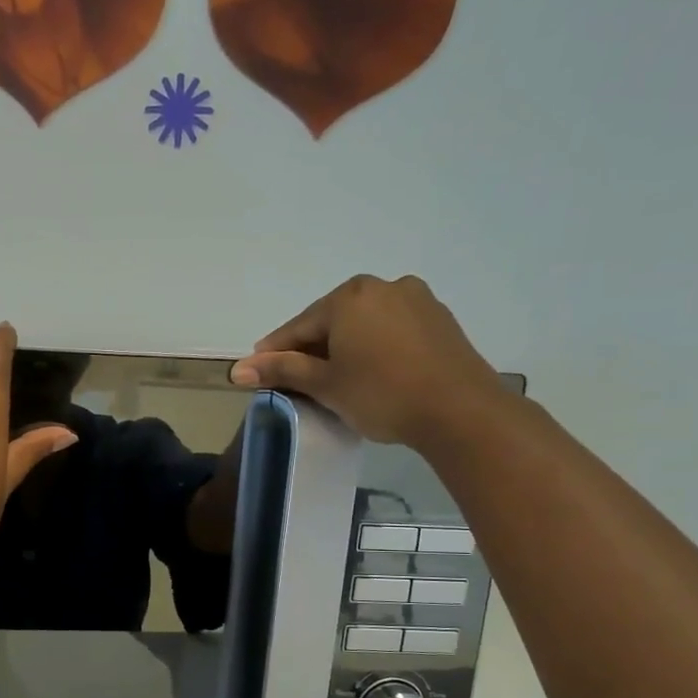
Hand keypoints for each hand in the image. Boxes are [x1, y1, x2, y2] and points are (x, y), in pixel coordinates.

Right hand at [229, 275, 505, 447]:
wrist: (461, 411)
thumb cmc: (381, 394)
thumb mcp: (324, 384)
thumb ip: (281, 371)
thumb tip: (237, 369)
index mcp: (349, 296)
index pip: (299, 327)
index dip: (275, 353)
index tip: (258, 372)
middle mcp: (383, 286)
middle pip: (332, 321)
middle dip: (312, 350)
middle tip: (298, 382)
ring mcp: (417, 300)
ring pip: (363, 325)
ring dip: (344, 348)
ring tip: (335, 380)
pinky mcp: (440, 320)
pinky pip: (392, 330)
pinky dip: (374, 348)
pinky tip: (372, 373)